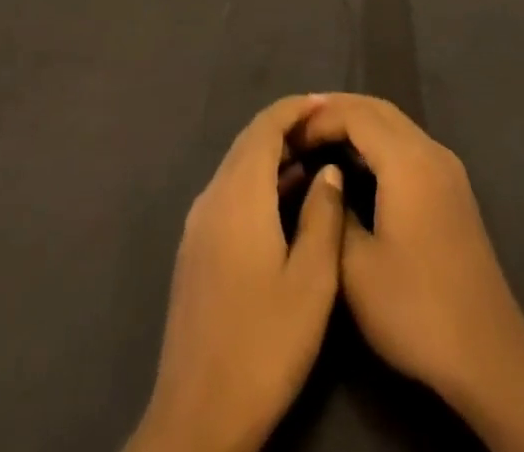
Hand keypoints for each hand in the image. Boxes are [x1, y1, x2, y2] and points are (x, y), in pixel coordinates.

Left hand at [127, 95, 346, 451]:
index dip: (296, 108)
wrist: (197, 419)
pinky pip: (230, 193)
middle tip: (327, 127)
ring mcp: (198, 225)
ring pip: (238, 168)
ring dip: (273, 155)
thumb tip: (328, 168)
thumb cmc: (263, 345)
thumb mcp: (311, 281)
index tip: (328, 103)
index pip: (265, 126)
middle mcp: (212, 197)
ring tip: (316, 157)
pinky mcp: (195, 250)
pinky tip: (286, 200)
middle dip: (287, 127)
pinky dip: (259, 181)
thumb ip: (323, 215)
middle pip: (248, 142)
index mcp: (238, 195)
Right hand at [297, 94, 523, 408]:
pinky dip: (379, 142)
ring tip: (321, 140)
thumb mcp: (356, 269)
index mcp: (407, 160)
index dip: (320, 118)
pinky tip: (357, 165)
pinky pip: (409, 145)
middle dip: (338, 110)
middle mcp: (431, 151)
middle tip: (300, 126)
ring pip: (397, 125)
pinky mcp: (453, 189)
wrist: (487, 354)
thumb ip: (335, 213)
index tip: (288, 134)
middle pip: (379, 109)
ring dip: (360, 124)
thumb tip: (327, 182)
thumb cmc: (415, 309)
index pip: (357, 114)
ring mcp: (447, 169)